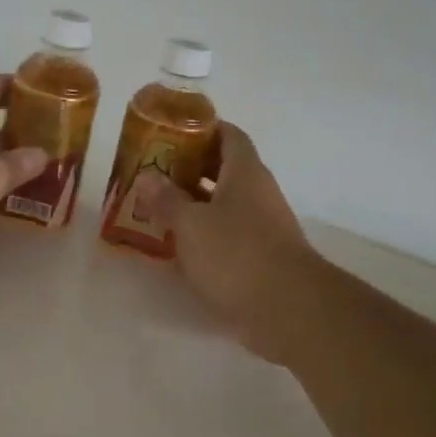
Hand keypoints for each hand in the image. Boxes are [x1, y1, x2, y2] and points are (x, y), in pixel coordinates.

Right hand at [132, 124, 317, 362]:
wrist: (288, 308)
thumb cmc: (236, 254)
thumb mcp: (191, 224)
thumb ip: (166, 199)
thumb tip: (147, 176)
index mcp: (245, 172)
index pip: (228, 134)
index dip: (202, 128)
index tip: (171, 132)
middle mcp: (258, 192)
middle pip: (224, 167)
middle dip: (191, 167)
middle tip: (155, 171)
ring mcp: (263, 224)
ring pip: (225, 202)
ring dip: (195, 202)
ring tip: (158, 206)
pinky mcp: (261, 255)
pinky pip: (229, 232)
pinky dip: (205, 232)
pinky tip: (179, 244)